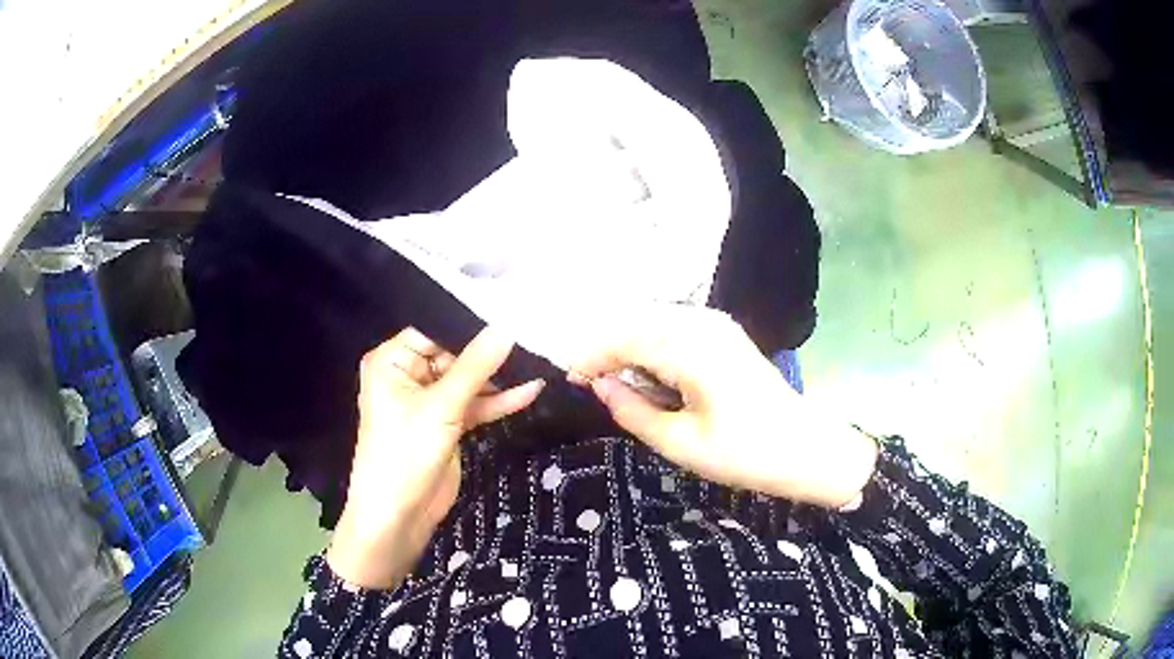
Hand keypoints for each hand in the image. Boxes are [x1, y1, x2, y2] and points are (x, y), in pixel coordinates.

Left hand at [327, 327, 543, 588]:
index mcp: (392, 362)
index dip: (469, 322)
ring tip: (537, 359)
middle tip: (532, 333)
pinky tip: (529, 391)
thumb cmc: (405, 454)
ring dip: (498, 378)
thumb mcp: (442, 407)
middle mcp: (408, 376)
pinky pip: (474, 405)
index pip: (433, 330)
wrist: (398, 517)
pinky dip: (497, 402)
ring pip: (468, 381)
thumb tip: (508, 326)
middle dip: (489, 351)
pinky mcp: (446, 424)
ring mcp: (429, 402)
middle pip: (454, 354)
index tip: (510, 309)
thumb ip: (476, 366)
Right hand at [567, 305, 875, 508]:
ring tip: (614, 380)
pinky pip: (675, 327)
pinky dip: (653, 344)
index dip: (592, 357)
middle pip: (638, 323)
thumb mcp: (681, 444)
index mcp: (692, 350)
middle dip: (608, 349)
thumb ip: (633, 412)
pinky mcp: (725, 333)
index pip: (625, 340)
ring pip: (655, 321)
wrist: (805, 448)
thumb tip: (599, 387)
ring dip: (630, 345)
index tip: (569, 380)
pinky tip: (650, 372)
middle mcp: (703, 325)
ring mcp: (717, 325)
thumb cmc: (745, 453)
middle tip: (589, 383)